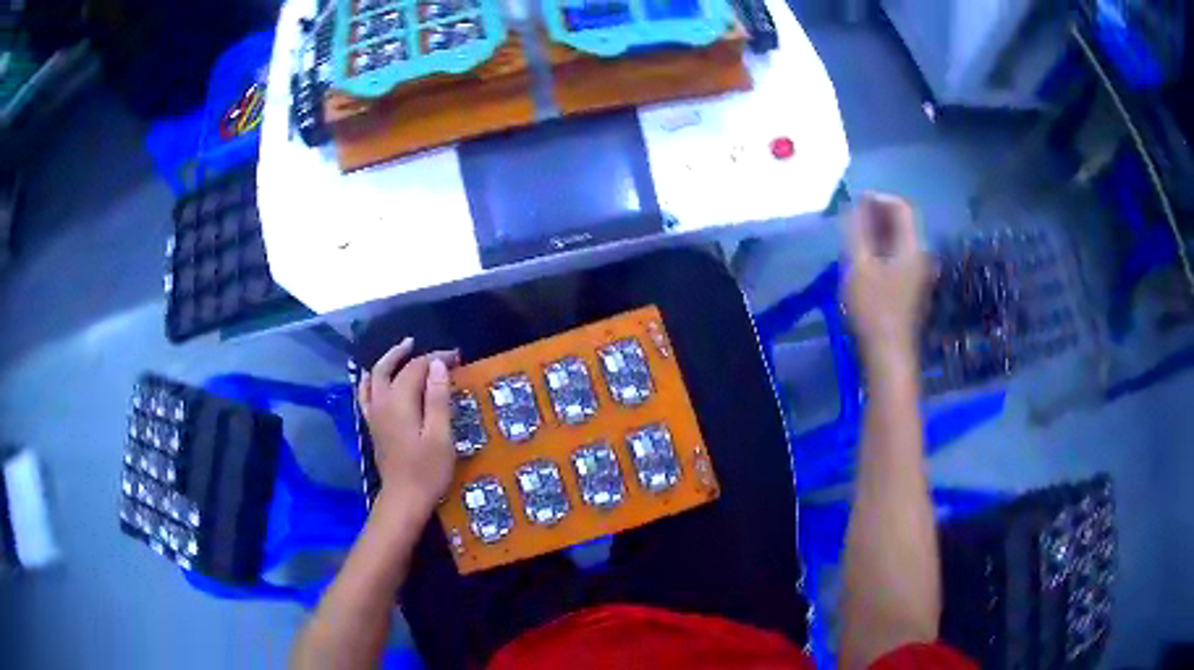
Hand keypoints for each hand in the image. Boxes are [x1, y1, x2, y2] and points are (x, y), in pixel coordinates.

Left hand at [358, 338, 459, 518]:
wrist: (404, 499)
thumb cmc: (427, 470)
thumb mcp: (440, 435)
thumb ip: (437, 398)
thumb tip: (437, 364)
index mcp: (400, 402)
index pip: (417, 368)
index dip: (437, 359)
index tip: (457, 357)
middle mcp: (382, 402)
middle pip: (391, 367)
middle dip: (410, 354)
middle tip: (429, 347)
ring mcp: (374, 414)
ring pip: (374, 376)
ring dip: (388, 360)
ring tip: (403, 351)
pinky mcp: (372, 425)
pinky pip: (365, 393)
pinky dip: (370, 379)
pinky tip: (373, 377)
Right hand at [843, 194, 930, 370]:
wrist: (889, 354)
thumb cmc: (873, 308)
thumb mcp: (858, 266)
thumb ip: (857, 231)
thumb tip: (856, 206)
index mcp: (912, 247)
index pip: (901, 207)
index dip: (878, 198)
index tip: (855, 202)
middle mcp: (920, 256)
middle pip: (903, 223)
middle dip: (877, 215)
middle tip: (851, 218)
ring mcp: (919, 274)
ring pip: (900, 241)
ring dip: (878, 233)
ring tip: (854, 238)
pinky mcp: (912, 288)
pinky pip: (899, 257)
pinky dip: (882, 250)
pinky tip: (865, 261)